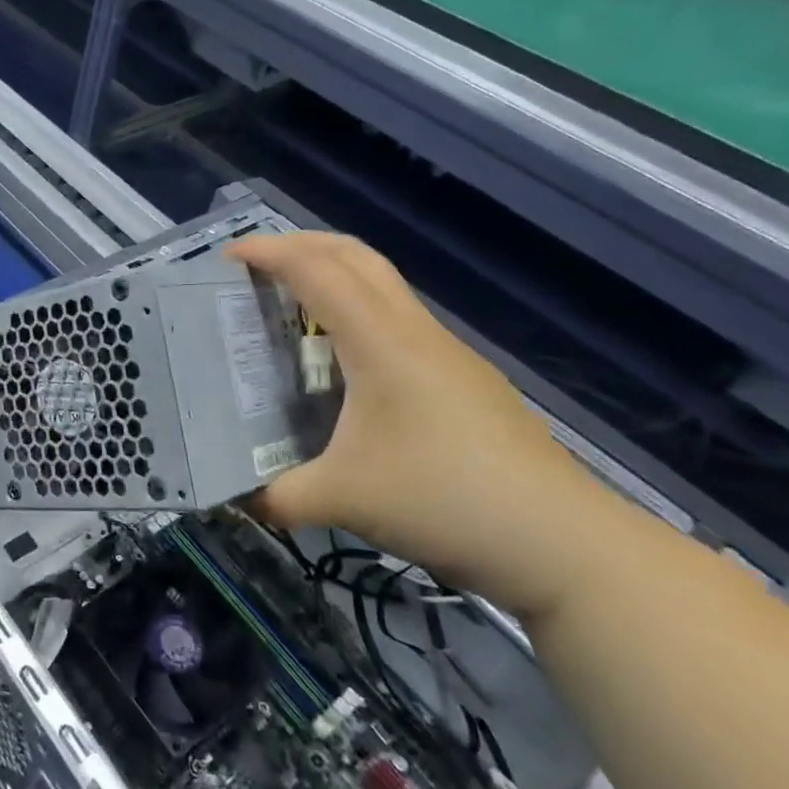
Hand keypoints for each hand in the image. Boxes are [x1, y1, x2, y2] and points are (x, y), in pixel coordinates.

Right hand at [229, 233, 613, 620]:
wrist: (563, 544)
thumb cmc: (444, 500)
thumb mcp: (342, 500)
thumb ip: (276, 496)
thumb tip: (235, 499)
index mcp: (381, 342)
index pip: (318, 271)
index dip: (269, 253)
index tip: (226, 257)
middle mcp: (414, 333)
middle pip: (356, 256)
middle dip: (303, 244)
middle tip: (257, 264)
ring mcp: (447, 354)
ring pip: (383, 286)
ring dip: (334, 276)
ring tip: (291, 307)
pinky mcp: (464, 380)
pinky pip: (399, 321)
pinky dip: (358, 313)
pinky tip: (343, 363)